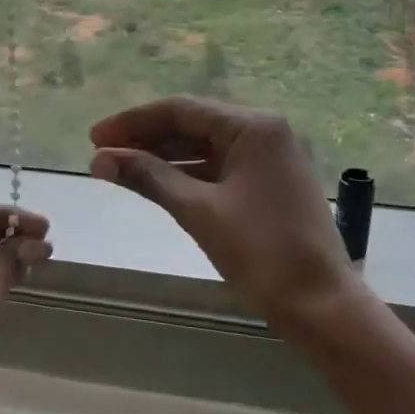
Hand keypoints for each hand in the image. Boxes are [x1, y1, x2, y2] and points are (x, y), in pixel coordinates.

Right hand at [90, 97, 356, 335]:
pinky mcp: (269, 183)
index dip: (132, 122)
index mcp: (252, 127)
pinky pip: (219, 167)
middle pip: (192, 124)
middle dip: (145, 138)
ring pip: (205, 147)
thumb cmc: (260, 250)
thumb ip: (148, 177)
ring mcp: (270, 158)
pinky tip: (157, 184)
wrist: (320, 303)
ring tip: (121, 169)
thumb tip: (99, 159)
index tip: (94, 138)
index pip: (180, 110)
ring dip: (163, 157)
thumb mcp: (198, 211)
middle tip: (103, 154)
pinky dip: (187, 174)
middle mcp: (264, 132)